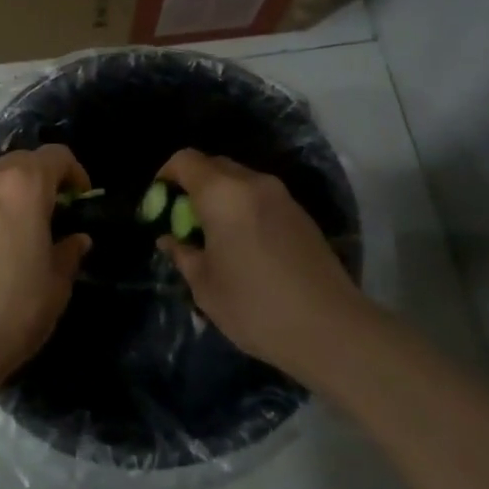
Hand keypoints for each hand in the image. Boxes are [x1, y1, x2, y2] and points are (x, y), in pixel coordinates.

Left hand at [0, 144, 93, 391]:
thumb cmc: (14, 309)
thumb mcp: (56, 284)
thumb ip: (68, 252)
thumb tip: (76, 239)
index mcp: (23, 186)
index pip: (55, 156)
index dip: (74, 172)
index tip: (80, 199)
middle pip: (19, 162)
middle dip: (39, 179)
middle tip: (51, 213)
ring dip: (8, 195)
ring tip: (17, 231)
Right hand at [155, 149, 364, 381]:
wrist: (331, 329)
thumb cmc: (255, 306)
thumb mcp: (205, 286)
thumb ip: (183, 254)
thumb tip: (170, 239)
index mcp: (223, 194)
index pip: (185, 160)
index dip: (165, 175)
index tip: (158, 203)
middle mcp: (253, 183)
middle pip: (214, 165)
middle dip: (193, 186)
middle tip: (183, 221)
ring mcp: (282, 196)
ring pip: (240, 181)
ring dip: (220, 197)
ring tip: (213, 236)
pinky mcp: (301, 214)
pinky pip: (261, 197)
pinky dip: (244, 208)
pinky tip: (244, 245)